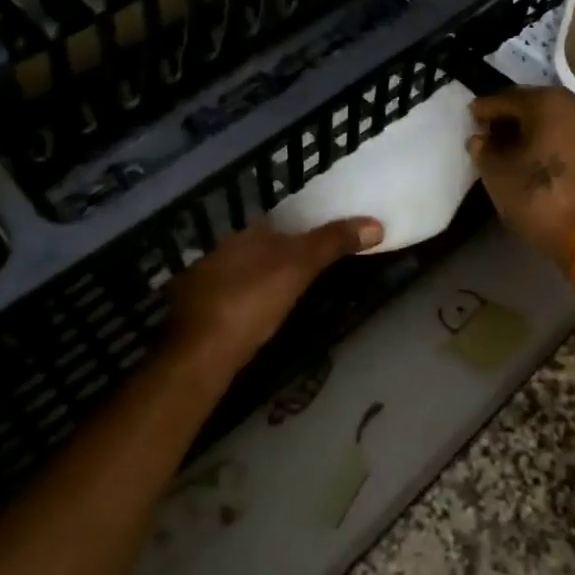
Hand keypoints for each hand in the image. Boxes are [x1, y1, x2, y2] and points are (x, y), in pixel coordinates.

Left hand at [165, 216, 382, 373]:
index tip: (324, 237)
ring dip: (262, 276)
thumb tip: (375, 223)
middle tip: (311, 265)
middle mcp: (222, 251)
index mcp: (245, 235)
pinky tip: (256, 313)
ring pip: (242, 270)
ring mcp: (205, 281)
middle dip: (281, 252)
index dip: (301, 227)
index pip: (278, 222)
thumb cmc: (252, 302)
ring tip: (288, 289)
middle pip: (259, 245)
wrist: (201, 352)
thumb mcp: (299, 269)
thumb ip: (332, 243)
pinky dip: (246, 299)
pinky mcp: (199, 311)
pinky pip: (230, 295)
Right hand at [467, 87, 574, 270]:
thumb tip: (480, 139)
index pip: (507, 99)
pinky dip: (545, 145)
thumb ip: (484, 151)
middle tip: (484, 134)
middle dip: (507, 120)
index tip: (468, 117)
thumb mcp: (498, 173)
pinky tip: (529, 161)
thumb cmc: (539, 195)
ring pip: (550, 124)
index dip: (484, 110)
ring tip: (503, 151)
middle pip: (532, 107)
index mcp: (548, 102)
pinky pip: (564, 140)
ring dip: (527, 134)